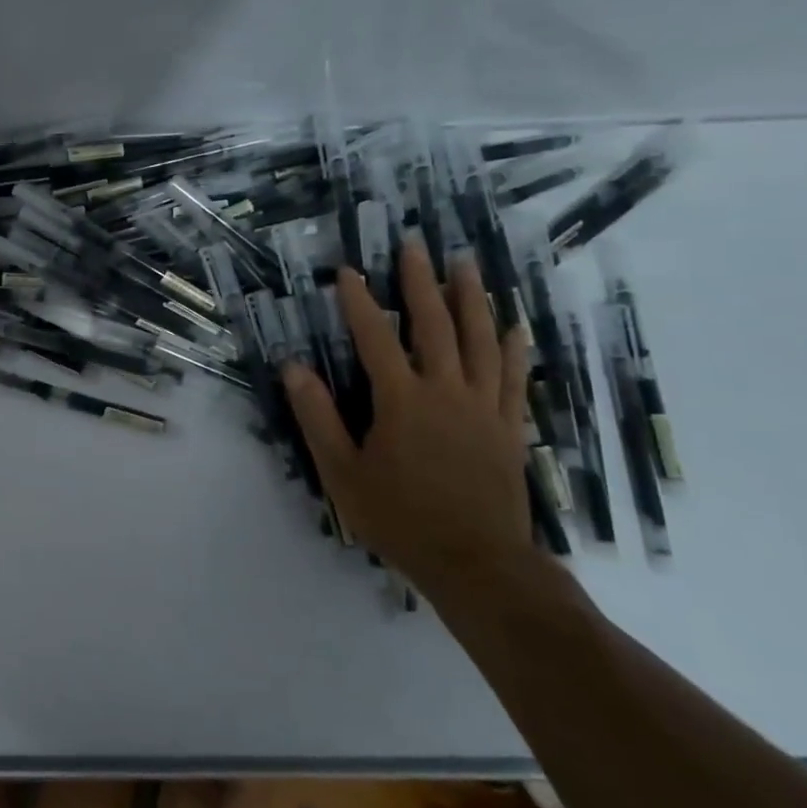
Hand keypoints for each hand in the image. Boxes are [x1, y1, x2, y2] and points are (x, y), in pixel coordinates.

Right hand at [282, 240, 534, 594]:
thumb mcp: (341, 471)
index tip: (347, 271)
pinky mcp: (508, 426)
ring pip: (480, 340)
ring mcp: (483, 406)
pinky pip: (513, 376)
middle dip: (420, 282)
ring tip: (464, 264)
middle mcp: (446, 391)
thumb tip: (292, 367)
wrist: (476, 562)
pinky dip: (513, 346)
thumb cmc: (399, 517)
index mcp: (401, 400)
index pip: (375, 338)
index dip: (359, 302)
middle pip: (435, 325)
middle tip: (415, 244)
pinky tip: (514, 323)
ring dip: (471, 298)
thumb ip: (317, 416)